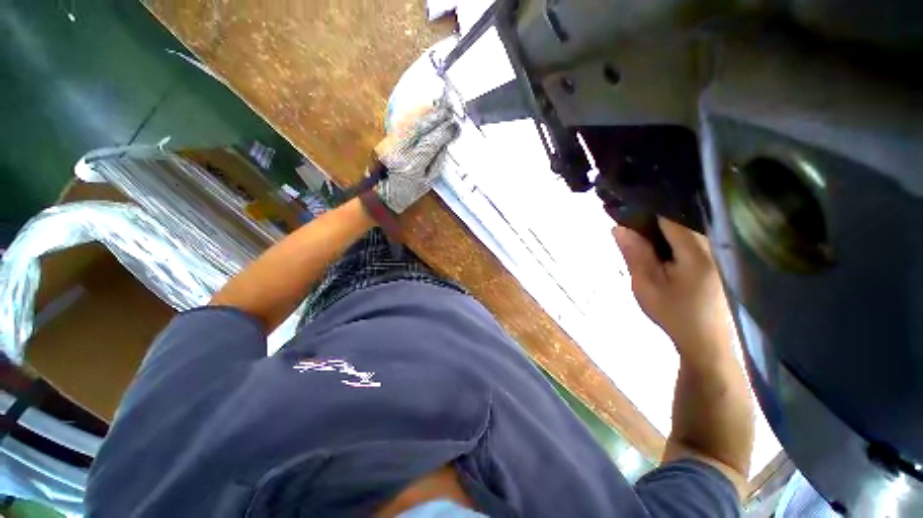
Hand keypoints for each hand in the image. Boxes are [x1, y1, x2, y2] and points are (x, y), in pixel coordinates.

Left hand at [373, 101, 458, 213]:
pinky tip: (423, 111)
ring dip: (425, 112)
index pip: (431, 143)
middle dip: (436, 117)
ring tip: (438, 106)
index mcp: (413, 165)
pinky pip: (401, 124)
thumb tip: (445, 145)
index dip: (444, 132)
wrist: (380, 196)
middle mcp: (401, 150)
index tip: (456, 125)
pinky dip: (413, 116)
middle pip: (420, 127)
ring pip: (409, 122)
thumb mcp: (427, 184)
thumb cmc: (407, 194)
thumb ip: (437, 164)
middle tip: (449, 109)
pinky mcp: (386, 140)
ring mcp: (391, 143)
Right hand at [612, 218, 730, 358]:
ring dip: (663, 223)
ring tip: (641, 227)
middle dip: (653, 213)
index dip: (646, 205)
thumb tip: (618, 227)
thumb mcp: (646, 285)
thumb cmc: (674, 314)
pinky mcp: (720, 255)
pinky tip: (661, 240)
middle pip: (681, 214)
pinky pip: (695, 233)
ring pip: (688, 222)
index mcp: (697, 249)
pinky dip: (675, 232)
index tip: (625, 204)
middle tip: (628, 218)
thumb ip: (634, 254)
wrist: (707, 341)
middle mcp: (714, 242)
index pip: (670, 212)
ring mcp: (721, 248)